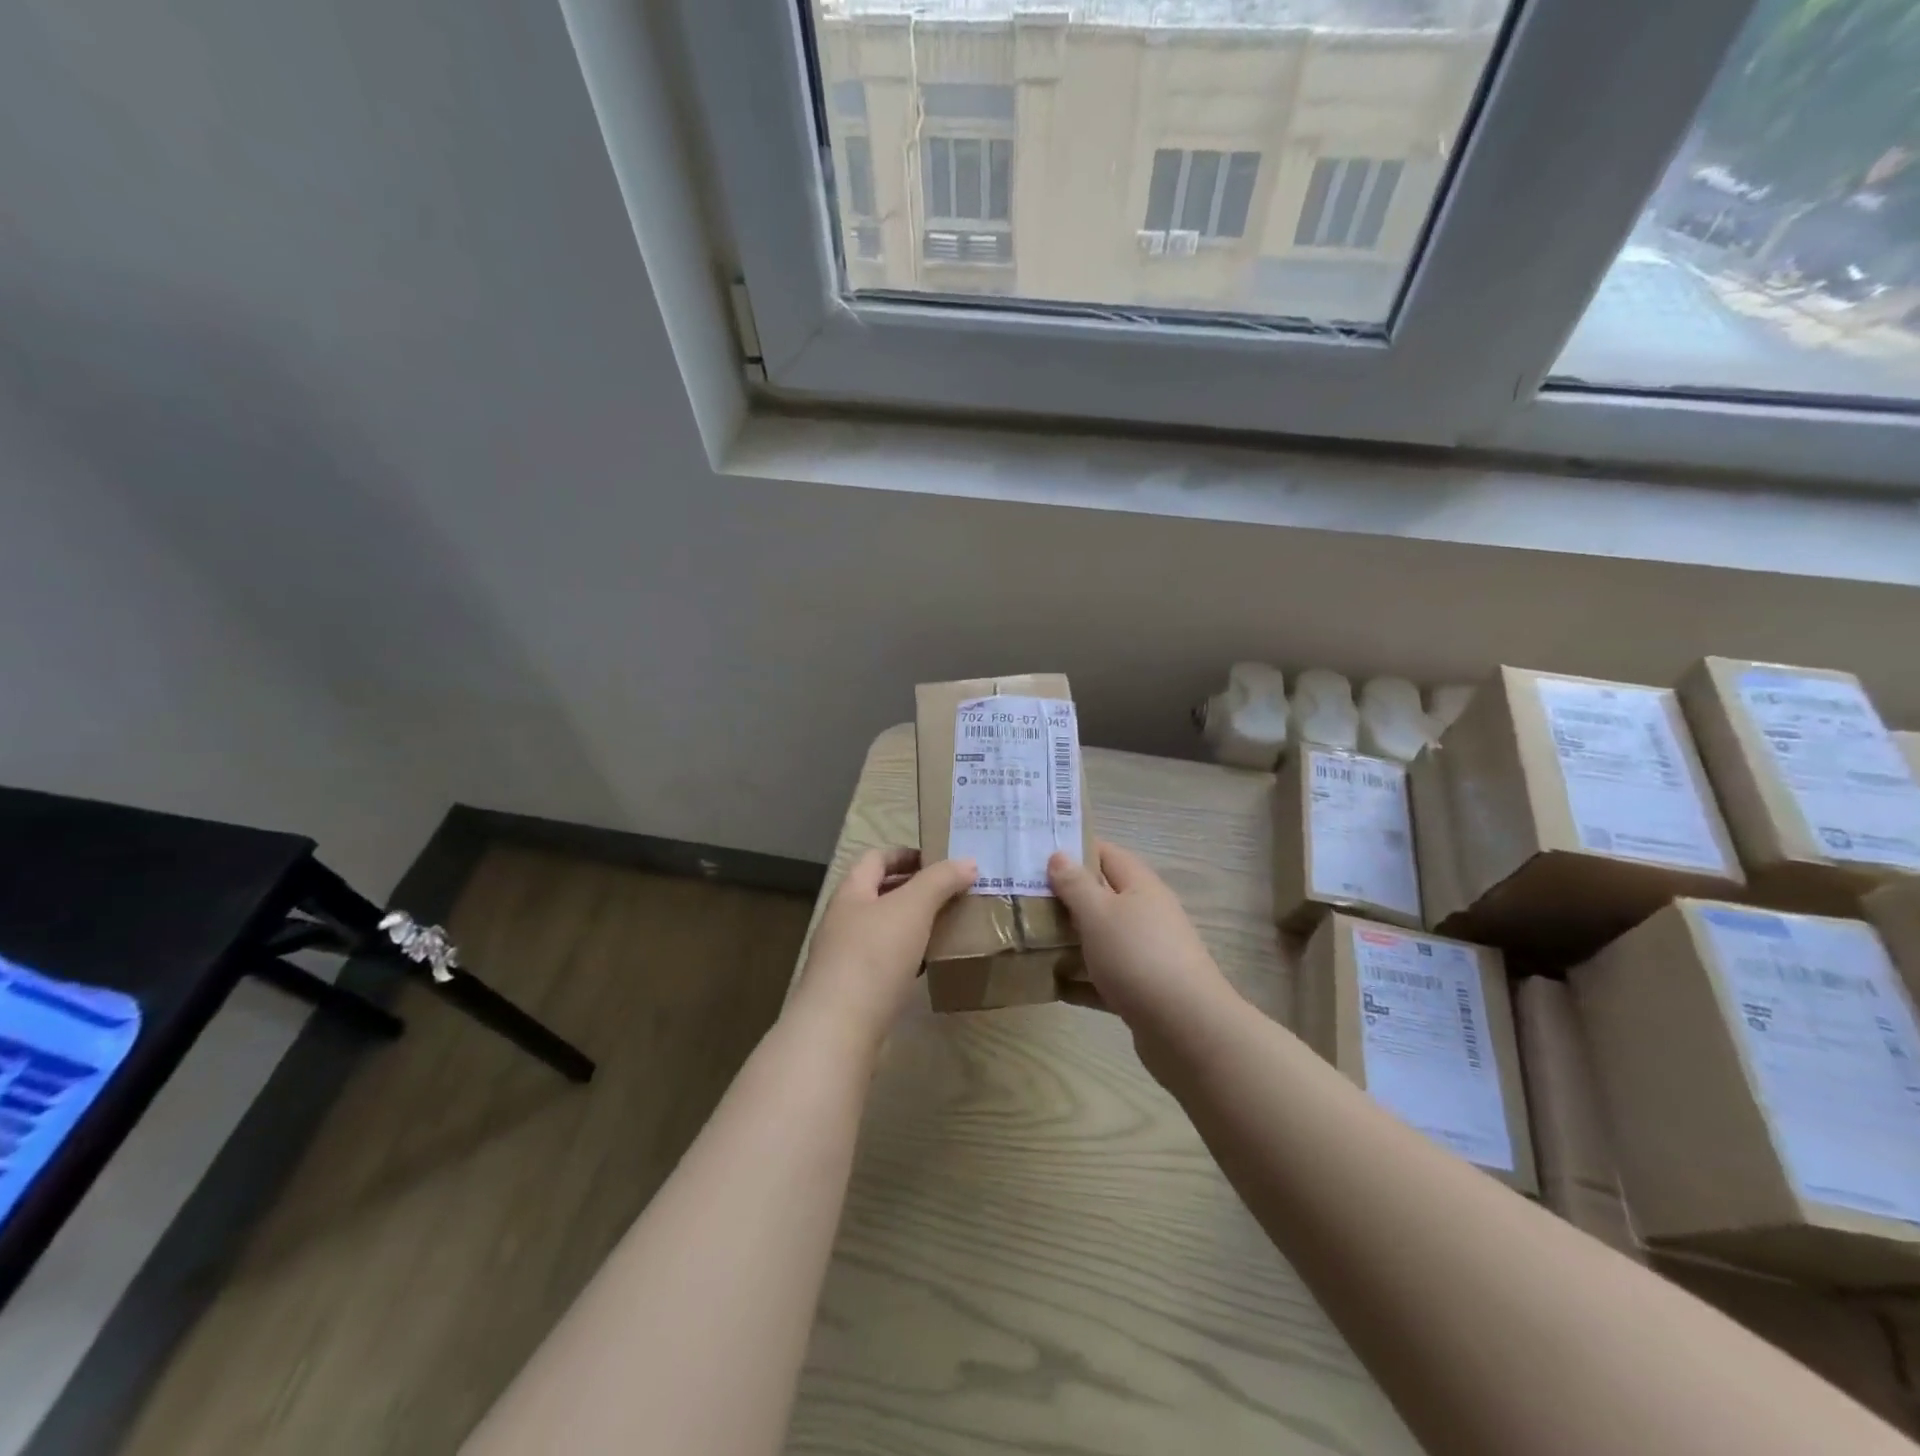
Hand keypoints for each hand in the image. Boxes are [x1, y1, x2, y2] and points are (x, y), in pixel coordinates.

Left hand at [789, 848, 975, 1052]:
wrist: (838, 1029)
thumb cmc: (873, 956)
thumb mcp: (912, 908)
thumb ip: (940, 881)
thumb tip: (968, 862)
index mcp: (851, 893)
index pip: (876, 858)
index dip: (906, 854)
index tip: (940, 860)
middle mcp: (843, 920)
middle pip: (879, 893)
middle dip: (914, 889)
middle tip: (951, 892)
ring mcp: (845, 957)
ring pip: (884, 929)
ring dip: (913, 924)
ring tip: (947, 925)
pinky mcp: (854, 990)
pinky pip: (885, 962)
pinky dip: (908, 956)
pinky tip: (927, 964)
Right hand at [1048, 842, 1236, 1031]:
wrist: (1186, 1028)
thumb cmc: (1138, 957)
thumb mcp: (1099, 914)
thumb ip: (1076, 885)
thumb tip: (1059, 855)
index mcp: (1140, 887)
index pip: (1106, 854)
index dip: (1074, 849)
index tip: (1037, 854)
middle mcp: (1146, 915)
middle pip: (1102, 897)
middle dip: (1065, 898)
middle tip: (1024, 898)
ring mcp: (1146, 954)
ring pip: (1101, 939)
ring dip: (1070, 940)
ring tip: (1029, 940)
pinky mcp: (1142, 991)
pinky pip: (1104, 978)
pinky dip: (1080, 980)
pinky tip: (1052, 986)